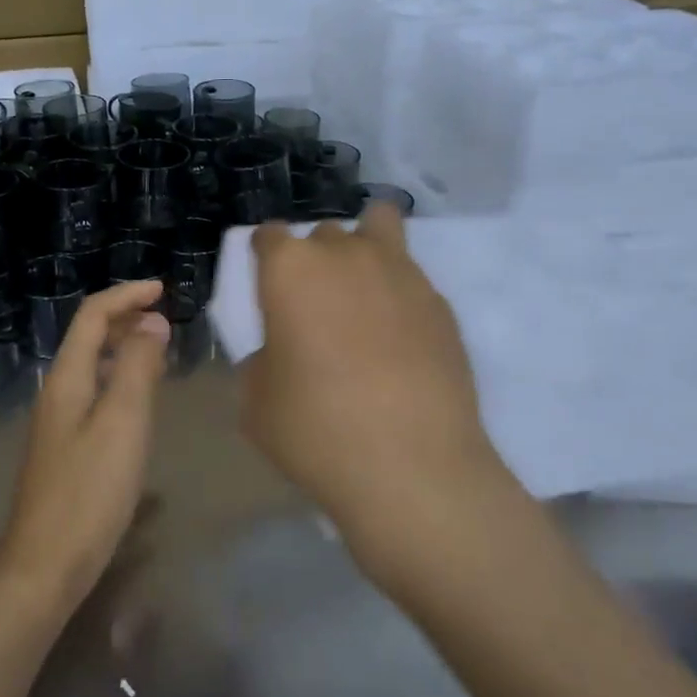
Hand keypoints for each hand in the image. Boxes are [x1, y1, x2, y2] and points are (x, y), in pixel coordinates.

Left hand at [0, 280, 170, 614]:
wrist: (46, 565)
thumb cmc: (89, 491)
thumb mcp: (123, 423)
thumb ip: (138, 368)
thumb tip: (151, 322)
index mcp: (67, 378)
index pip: (92, 316)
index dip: (126, 295)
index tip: (163, 289)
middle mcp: (58, 392)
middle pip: (88, 337)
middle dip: (124, 318)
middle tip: (165, 317)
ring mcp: (59, 422)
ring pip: (93, 367)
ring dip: (124, 348)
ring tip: (159, 349)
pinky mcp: (67, 449)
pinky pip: (96, 395)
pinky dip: (121, 380)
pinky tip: (140, 401)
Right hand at [241, 206, 511, 575]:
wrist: (412, 468)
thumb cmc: (316, 430)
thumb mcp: (256, 401)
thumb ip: (261, 360)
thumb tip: (280, 353)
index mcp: (290, 269)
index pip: (269, 235)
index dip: (265, 258)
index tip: (267, 288)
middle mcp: (345, 254)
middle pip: (323, 233)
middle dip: (315, 259)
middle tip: (315, 306)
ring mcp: (401, 273)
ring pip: (379, 228)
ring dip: (363, 251)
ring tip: (363, 295)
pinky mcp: (441, 303)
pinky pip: (411, 278)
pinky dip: (398, 293)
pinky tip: (399, 338)